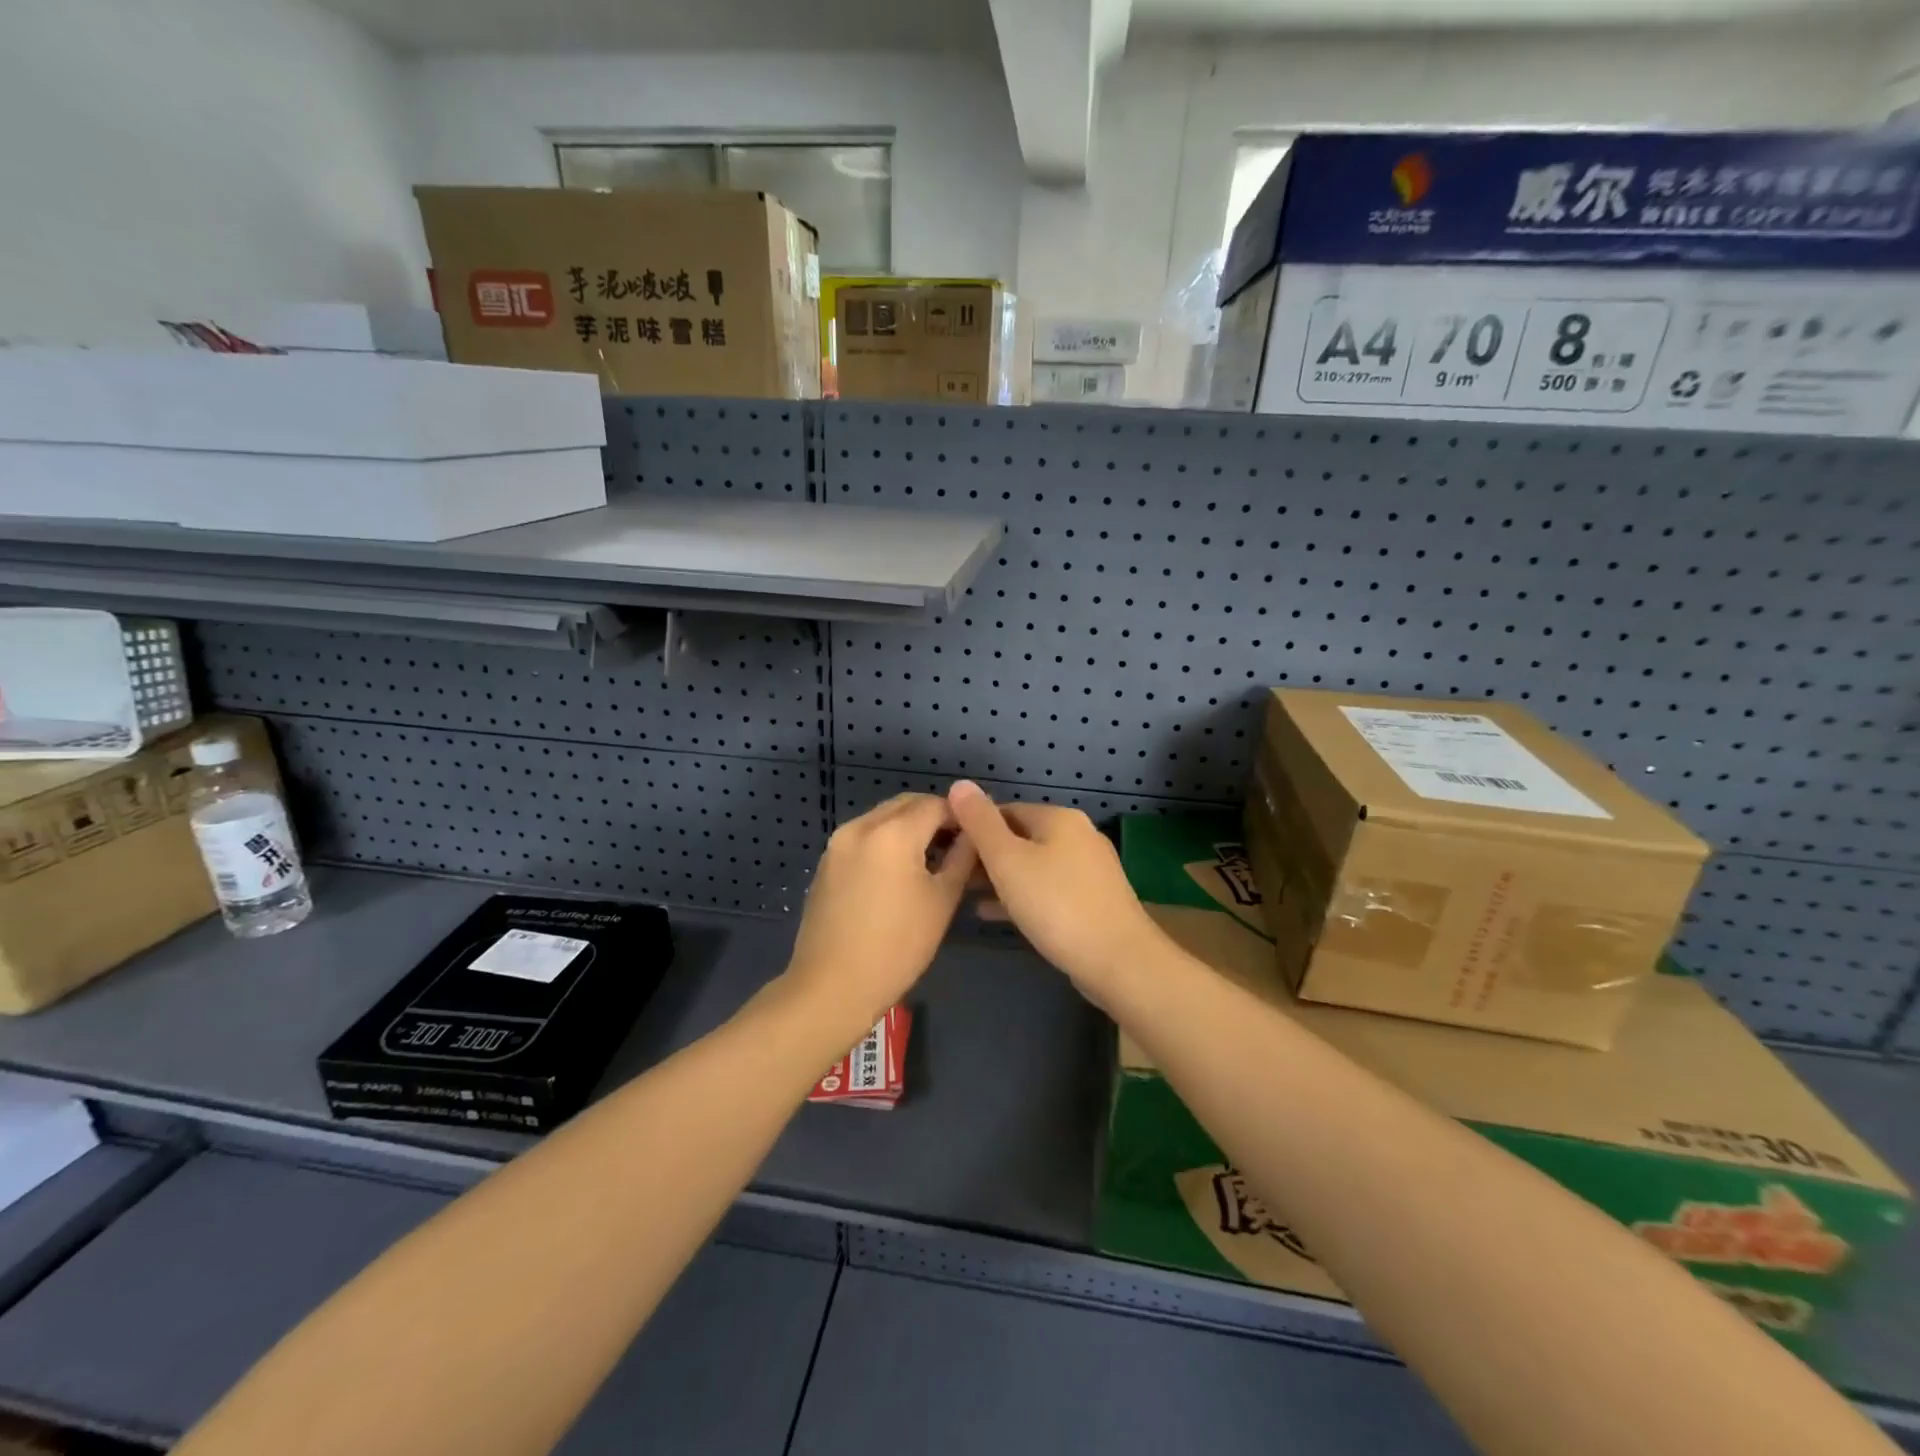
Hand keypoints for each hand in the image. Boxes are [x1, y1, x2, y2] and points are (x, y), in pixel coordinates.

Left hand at [785, 794, 977, 1027]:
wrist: (832, 987)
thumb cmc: (897, 946)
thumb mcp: (942, 901)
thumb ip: (962, 858)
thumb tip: (974, 834)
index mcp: (893, 832)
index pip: (937, 804)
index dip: (961, 816)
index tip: (977, 835)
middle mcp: (861, 826)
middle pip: (906, 804)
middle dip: (934, 816)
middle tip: (957, 845)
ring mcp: (838, 843)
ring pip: (883, 818)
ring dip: (909, 827)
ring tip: (930, 859)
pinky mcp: (826, 862)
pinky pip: (863, 836)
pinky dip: (885, 841)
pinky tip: (898, 872)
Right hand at [945, 780, 1163, 1005]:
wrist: (1119, 961)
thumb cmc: (1056, 905)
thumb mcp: (1007, 861)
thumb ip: (980, 822)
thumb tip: (960, 785)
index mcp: (1059, 818)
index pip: (1004, 810)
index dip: (973, 828)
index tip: (948, 852)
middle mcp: (1079, 835)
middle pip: (1021, 837)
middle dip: (987, 856)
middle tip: (954, 878)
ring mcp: (1090, 869)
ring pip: (1034, 865)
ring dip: (1002, 878)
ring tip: (966, 896)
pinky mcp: (1094, 899)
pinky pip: (1049, 889)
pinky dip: (1022, 896)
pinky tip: (995, 914)